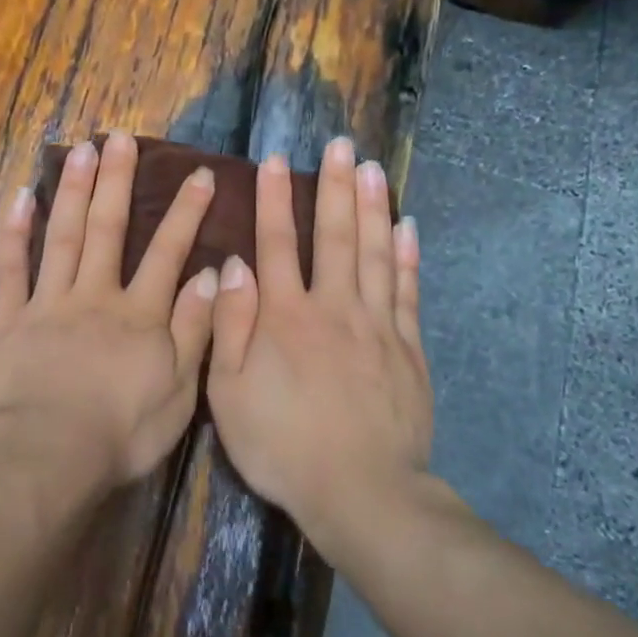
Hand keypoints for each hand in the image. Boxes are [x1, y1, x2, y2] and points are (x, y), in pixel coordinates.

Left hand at [0, 133, 220, 488]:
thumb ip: (196, 330)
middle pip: (107, 229)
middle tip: (120, 138)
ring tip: (79, 149)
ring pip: (62, 236)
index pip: (168, 253)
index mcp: (138, 315)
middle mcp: (94, 296)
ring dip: (72, 190)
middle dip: (117, 181)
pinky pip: (10, 269)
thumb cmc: (120, 433)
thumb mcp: (179, 391)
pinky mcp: (6, 320)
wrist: (45, 456)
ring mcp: (47, 304)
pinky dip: (15, 233)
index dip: (186, 212)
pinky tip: (20, 198)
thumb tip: (214, 275)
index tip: (199, 173)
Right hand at [207, 137, 433, 547]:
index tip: (276, 161)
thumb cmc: (281, 444)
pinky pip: (406, 291)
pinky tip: (406, 227)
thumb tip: (234, 265)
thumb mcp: (229, 393)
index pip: (276, 243)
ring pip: (374, 253)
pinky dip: (406, 256)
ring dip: (372, 207)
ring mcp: (376, 326)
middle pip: (334, 236)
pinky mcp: (408, 349)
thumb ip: (230, 325)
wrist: (360, 491)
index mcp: (284, 317)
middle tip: (341, 145)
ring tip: (373, 168)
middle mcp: (332, 307)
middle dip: (335, 187)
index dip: (274, 199)